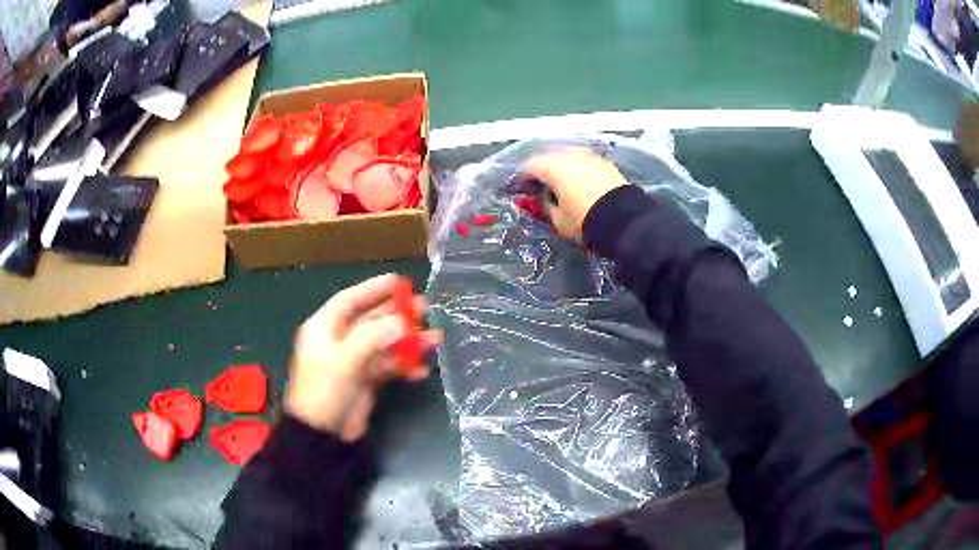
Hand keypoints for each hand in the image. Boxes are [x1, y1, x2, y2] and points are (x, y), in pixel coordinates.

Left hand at [284, 274, 441, 441]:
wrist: (322, 434)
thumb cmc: (325, 391)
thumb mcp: (344, 360)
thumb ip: (372, 337)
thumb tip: (402, 322)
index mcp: (325, 328)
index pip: (350, 300)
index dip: (373, 289)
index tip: (399, 281)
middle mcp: (339, 340)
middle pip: (371, 320)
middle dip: (398, 314)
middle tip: (425, 308)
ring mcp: (353, 360)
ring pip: (384, 344)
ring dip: (408, 342)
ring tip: (435, 340)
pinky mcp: (365, 380)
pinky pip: (388, 366)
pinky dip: (404, 367)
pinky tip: (421, 370)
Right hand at [520, 148, 627, 241]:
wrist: (624, 220)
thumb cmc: (584, 221)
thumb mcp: (559, 220)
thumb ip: (546, 206)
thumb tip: (542, 199)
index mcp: (552, 167)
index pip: (529, 166)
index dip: (521, 177)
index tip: (518, 187)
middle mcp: (569, 155)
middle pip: (548, 156)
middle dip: (540, 168)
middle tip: (537, 182)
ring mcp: (588, 155)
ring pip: (566, 155)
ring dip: (559, 164)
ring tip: (557, 179)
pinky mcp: (604, 161)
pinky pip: (582, 159)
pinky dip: (575, 166)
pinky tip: (576, 178)